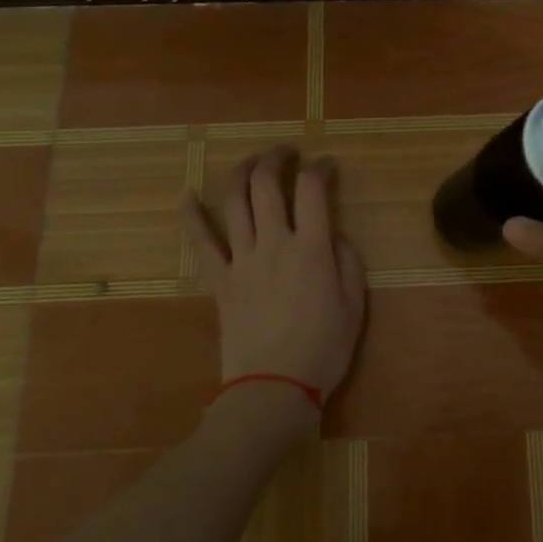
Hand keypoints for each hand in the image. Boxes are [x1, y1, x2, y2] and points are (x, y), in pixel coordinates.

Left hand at [183, 148, 367, 403]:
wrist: (273, 388)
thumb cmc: (323, 350)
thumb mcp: (354, 306)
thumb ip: (347, 262)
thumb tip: (335, 236)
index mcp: (311, 249)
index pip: (313, 189)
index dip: (320, 168)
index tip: (327, 165)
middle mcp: (273, 243)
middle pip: (266, 184)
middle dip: (275, 158)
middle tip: (286, 153)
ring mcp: (241, 260)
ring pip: (234, 202)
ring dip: (241, 173)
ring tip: (252, 163)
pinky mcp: (220, 280)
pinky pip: (201, 242)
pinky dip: (192, 216)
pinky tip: (188, 195)